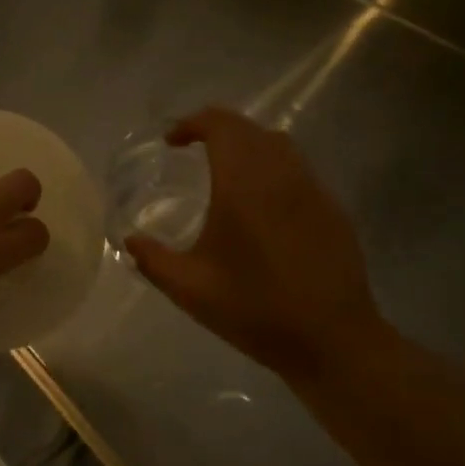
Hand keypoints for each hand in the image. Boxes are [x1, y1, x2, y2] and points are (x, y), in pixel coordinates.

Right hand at [124, 107, 386, 374]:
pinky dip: (272, 168)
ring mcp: (313, 191)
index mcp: (244, 185)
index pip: (221, 125)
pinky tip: (261, 205)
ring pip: (279, 145)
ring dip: (247, 145)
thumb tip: (130, 241)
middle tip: (191, 150)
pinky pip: (298, 170)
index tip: (171, 142)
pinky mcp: (332, 210)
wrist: (333, 342)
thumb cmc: (255, 310)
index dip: (192, 123)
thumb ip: (152, 259)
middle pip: (249, 128)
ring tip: (225, 171)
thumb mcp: (189, 289)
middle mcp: (281, 176)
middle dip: (217, 129)